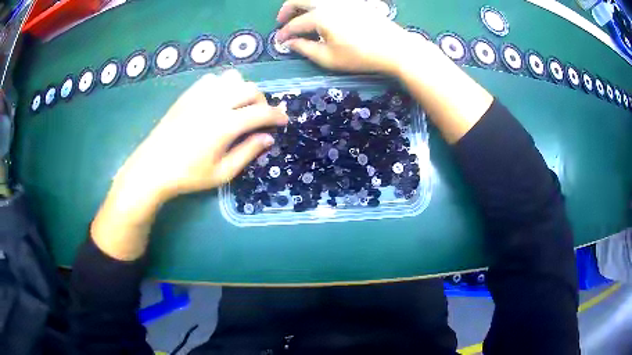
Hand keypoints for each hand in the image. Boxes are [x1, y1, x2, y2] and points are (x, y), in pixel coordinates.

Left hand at [114, 70, 288, 201]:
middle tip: (260, 117)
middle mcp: (215, 103)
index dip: (277, 115)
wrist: (153, 167)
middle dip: (262, 101)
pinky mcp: (188, 94)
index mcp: (226, 124)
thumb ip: (248, 152)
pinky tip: (218, 101)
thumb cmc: (189, 175)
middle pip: (250, 89)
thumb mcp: (222, 172)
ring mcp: (200, 95)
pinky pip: (212, 79)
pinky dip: (223, 86)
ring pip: (232, 78)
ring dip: (242, 90)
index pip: (261, 112)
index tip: (284, 121)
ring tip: (239, 106)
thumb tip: (268, 137)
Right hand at [276, 0, 423, 74]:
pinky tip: (322, 14)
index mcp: (321, 16)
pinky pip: (330, 0)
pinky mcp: (355, 1)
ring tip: (300, 16)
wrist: (395, 48)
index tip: (279, 41)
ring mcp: (343, 0)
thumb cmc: (361, 56)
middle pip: (300, 0)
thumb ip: (305, 49)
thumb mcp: (329, 59)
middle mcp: (329, 3)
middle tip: (283, 21)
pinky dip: (319, 5)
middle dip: (287, 10)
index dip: (284, 33)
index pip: (295, 23)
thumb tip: (289, 43)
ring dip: (303, 5)